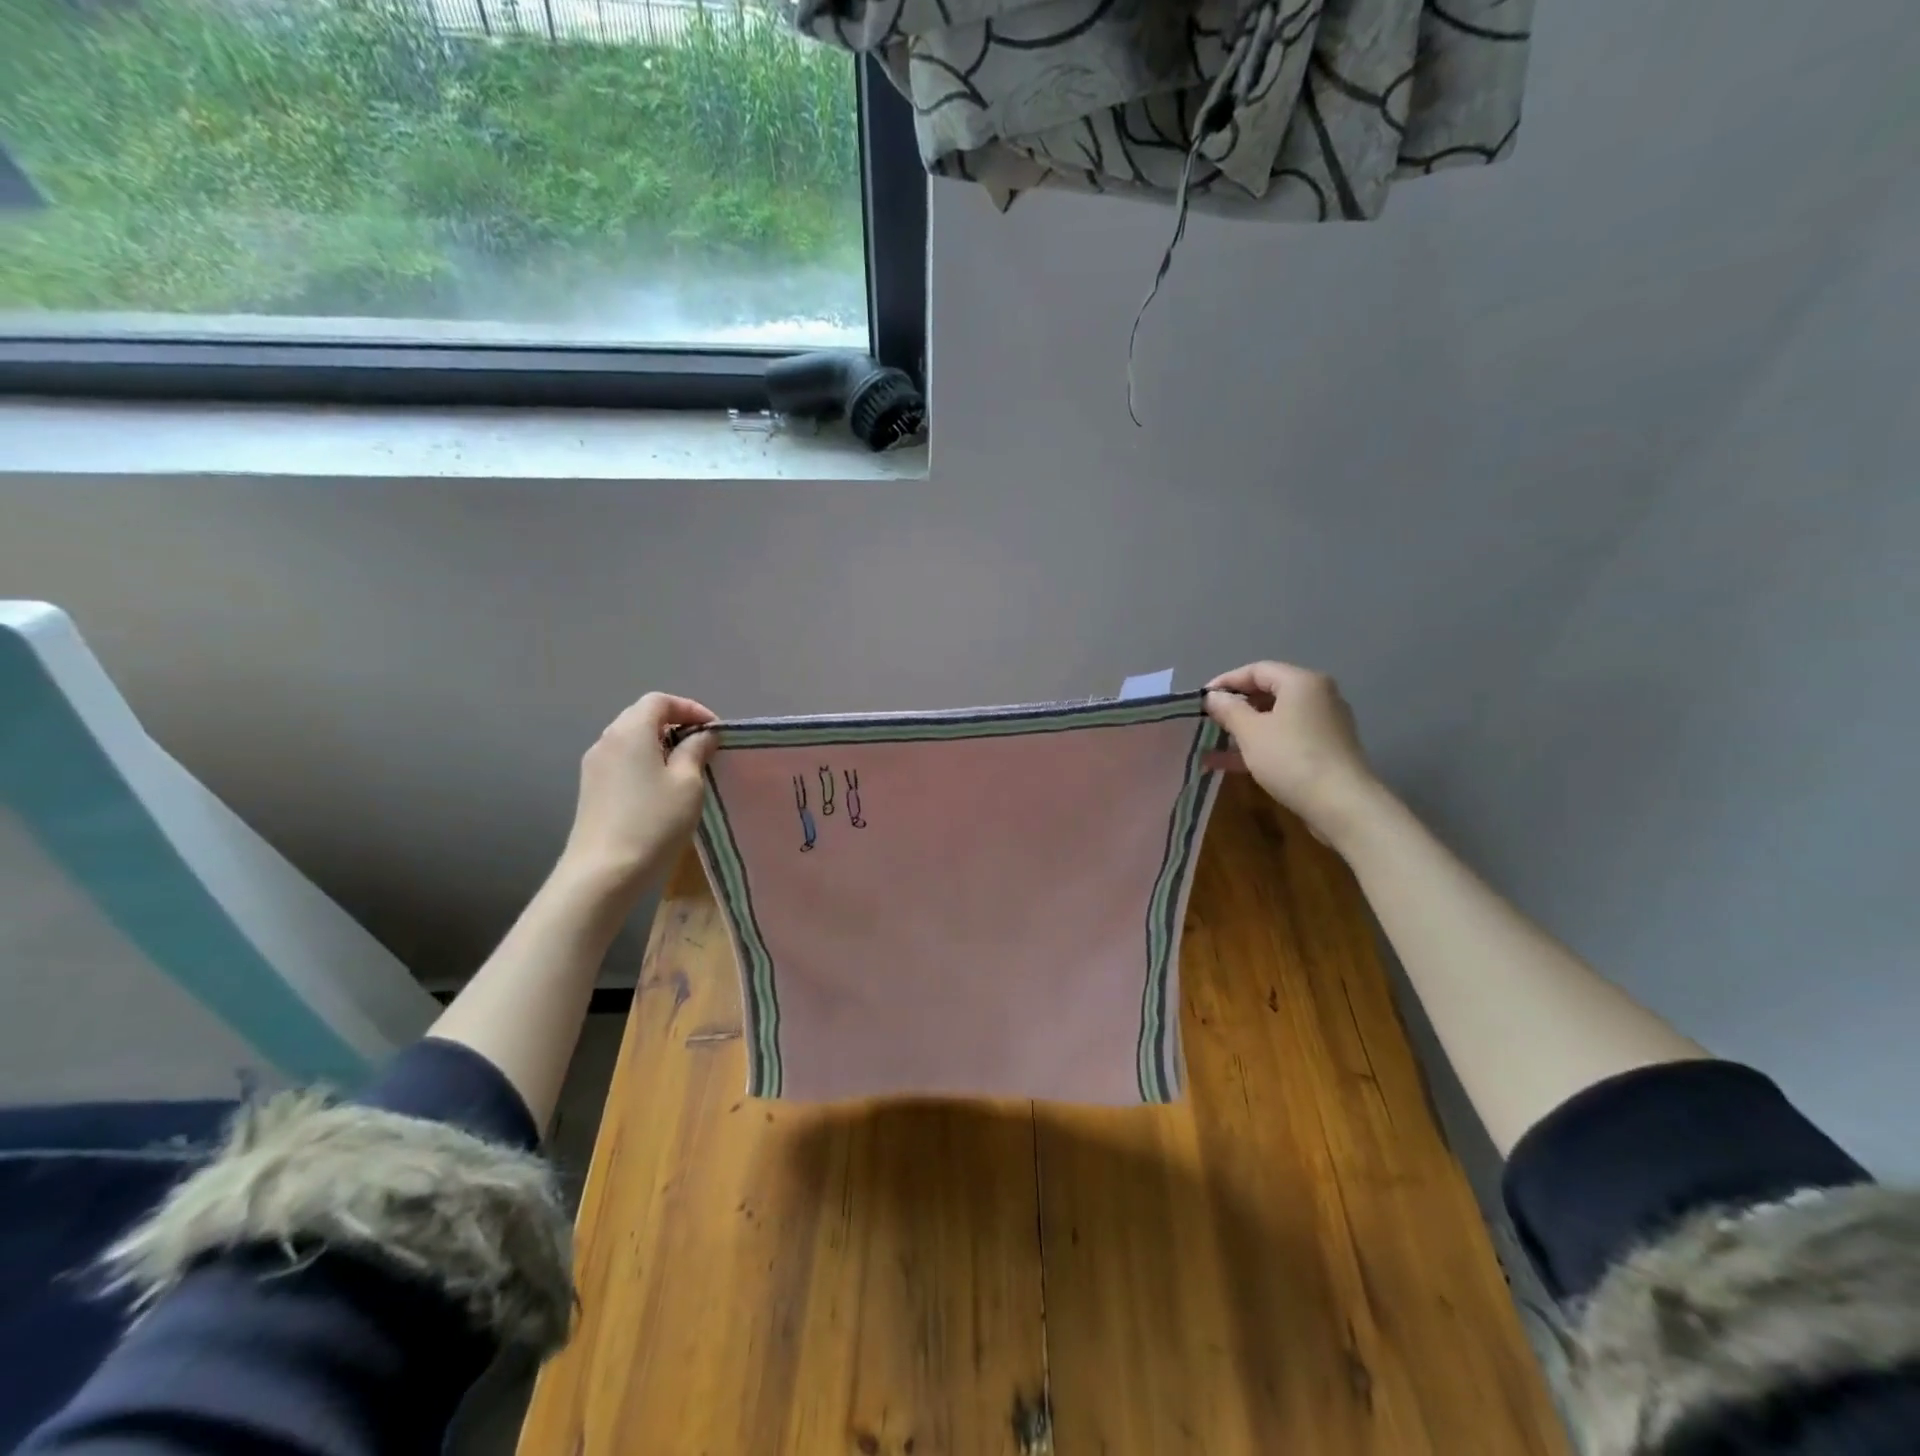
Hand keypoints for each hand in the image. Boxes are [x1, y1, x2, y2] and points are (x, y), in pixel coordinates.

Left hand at [561, 692, 718, 891]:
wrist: (603, 873)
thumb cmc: (653, 821)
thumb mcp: (688, 783)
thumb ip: (696, 750)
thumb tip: (702, 735)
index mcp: (630, 731)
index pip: (660, 701)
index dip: (690, 709)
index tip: (714, 732)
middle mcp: (607, 740)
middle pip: (642, 716)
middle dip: (675, 725)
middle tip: (703, 748)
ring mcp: (594, 766)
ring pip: (632, 740)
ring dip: (660, 745)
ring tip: (687, 769)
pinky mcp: (591, 789)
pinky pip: (623, 761)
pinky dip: (645, 763)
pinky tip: (661, 789)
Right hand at [1204, 662, 1380, 843]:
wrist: (1342, 804)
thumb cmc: (1291, 758)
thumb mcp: (1250, 731)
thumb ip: (1228, 709)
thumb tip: (1212, 697)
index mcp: (1301, 682)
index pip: (1257, 670)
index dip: (1225, 681)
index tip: (1201, 700)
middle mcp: (1318, 696)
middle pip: (1268, 692)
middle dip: (1235, 706)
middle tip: (1208, 720)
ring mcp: (1324, 724)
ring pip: (1275, 719)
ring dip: (1243, 730)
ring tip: (1212, 743)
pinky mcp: (1325, 749)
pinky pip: (1285, 738)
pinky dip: (1260, 746)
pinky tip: (1231, 763)